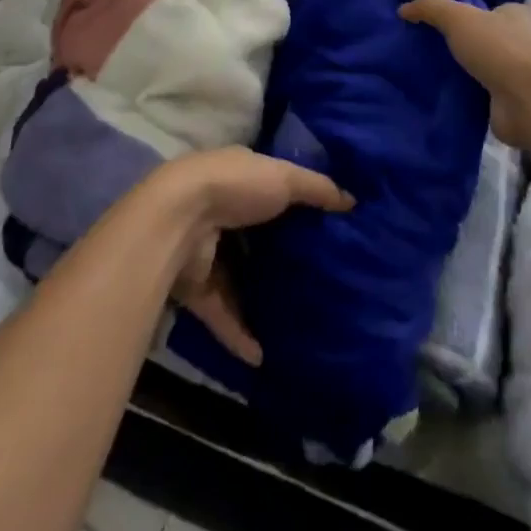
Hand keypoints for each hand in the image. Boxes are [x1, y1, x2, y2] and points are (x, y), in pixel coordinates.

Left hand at [146, 149, 352, 365]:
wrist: (177, 221)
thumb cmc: (235, 187)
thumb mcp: (284, 177)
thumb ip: (318, 189)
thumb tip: (353, 200)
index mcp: (238, 177)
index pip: (270, 189)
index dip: (295, 204)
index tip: (325, 226)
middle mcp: (219, 210)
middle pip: (255, 236)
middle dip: (280, 255)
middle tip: (317, 277)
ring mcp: (205, 250)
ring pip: (238, 277)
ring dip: (260, 298)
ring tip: (295, 319)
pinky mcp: (195, 288)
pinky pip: (221, 314)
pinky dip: (239, 333)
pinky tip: (262, 354)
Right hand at [398, 0, 530, 146]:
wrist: (526, 101)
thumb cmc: (498, 49)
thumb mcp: (458, 17)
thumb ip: (430, 8)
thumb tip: (403, 8)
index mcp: (515, 15)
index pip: (492, 7)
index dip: (470, 11)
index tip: (442, 19)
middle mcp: (520, 42)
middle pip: (486, 37)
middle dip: (463, 42)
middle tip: (428, 45)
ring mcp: (517, 74)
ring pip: (483, 67)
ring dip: (463, 71)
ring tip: (428, 70)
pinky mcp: (509, 102)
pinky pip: (480, 94)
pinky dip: (465, 95)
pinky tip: (441, 95)